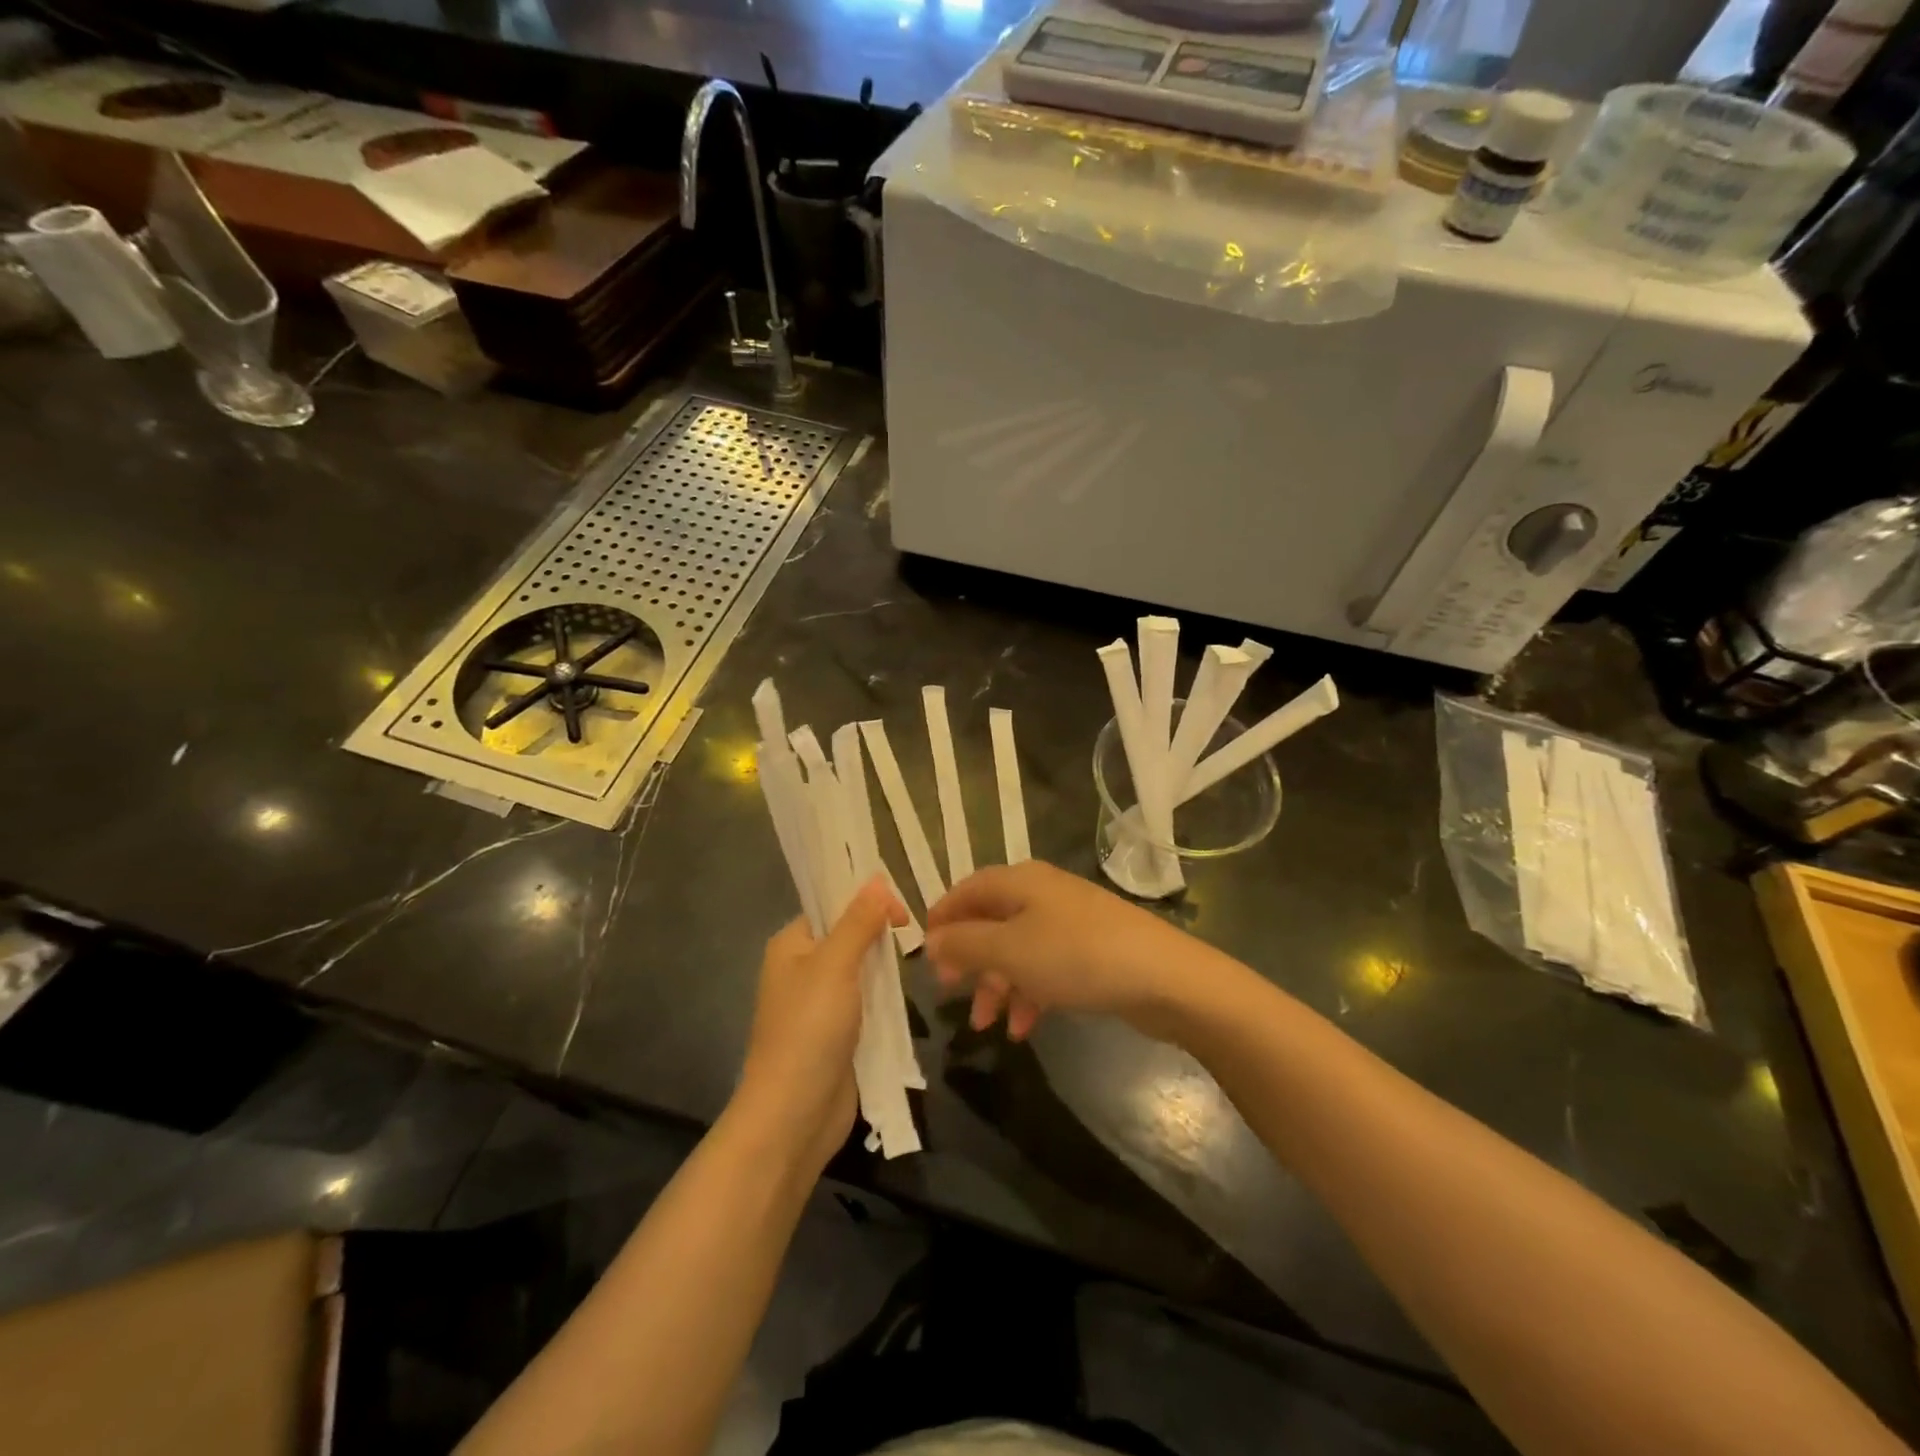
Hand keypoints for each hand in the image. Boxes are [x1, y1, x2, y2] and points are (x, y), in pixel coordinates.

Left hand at [734, 878, 905, 1175]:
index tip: (902, 911)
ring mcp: (822, 1004)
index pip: (831, 905)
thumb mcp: (835, 965)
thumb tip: (876, 878)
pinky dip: (887, 998)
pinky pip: (868, 1002)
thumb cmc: (809, 1030)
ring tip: (919, 961)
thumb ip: (858, 921)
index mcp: (791, 945)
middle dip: (881, 934)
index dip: (865, 900)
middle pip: (850, 936)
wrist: (794, 1115)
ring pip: (862, 970)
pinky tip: (909, 994)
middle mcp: (803, 969)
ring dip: (887, 968)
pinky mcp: (840, 1033)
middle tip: (917, 935)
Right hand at [925, 861, 1210, 1041]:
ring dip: (997, 985)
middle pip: (991, 921)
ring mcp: (1069, 922)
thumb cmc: (1076, 956)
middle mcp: (1042, 894)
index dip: (942, 918)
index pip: (966, 889)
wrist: (1163, 978)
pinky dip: (1029, 993)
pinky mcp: (1090, 951)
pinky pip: (1046, 968)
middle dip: (969, 960)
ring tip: (987, 1025)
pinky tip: (1023, 1027)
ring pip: (1017, 950)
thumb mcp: (1009, 950)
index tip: (923, 955)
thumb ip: (965, 944)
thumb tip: (932, 940)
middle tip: (950, 994)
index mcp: (1019, 881)